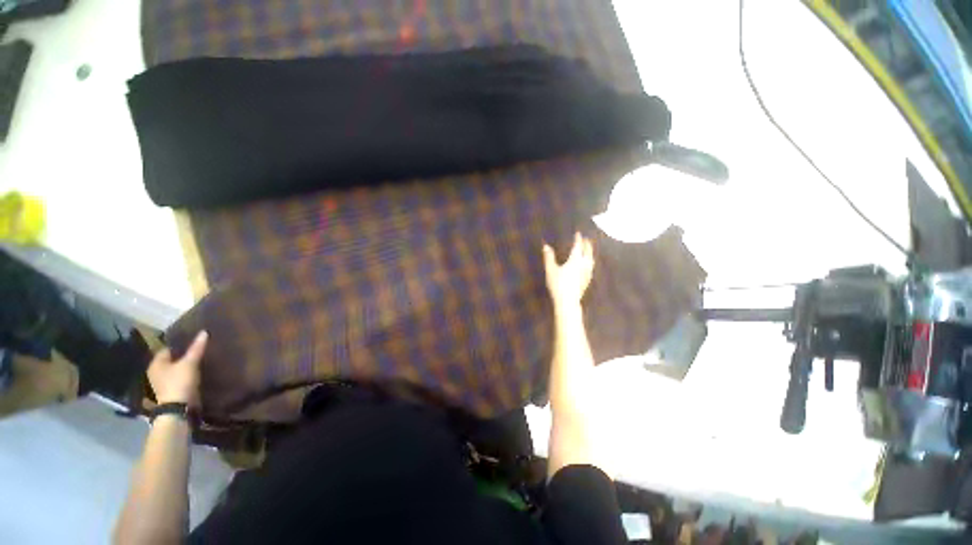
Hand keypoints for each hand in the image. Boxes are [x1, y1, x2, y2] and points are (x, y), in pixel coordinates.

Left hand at [148, 331, 207, 405]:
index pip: (168, 348)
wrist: (178, 408)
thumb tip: (203, 332)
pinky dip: (186, 374)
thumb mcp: (190, 363)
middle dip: (183, 355)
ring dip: (185, 366)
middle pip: (172, 359)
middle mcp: (156, 371)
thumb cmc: (179, 382)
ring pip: (176, 369)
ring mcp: (162, 382)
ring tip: (200, 360)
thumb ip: (196, 348)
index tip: (193, 341)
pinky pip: (179, 377)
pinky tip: (197, 372)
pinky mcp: (171, 390)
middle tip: (198, 350)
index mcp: (156, 363)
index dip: (180, 344)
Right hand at [542, 232, 594, 309]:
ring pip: (591, 260)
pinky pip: (590, 268)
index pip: (578, 247)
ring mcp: (587, 273)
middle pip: (587, 252)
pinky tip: (588, 266)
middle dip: (587, 245)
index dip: (578, 239)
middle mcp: (583, 265)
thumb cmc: (558, 284)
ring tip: (589, 250)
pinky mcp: (587, 281)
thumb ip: (549, 257)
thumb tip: (546, 246)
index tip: (578, 234)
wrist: (568, 301)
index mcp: (575, 260)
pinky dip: (590, 262)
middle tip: (586, 239)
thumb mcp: (551, 270)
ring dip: (590, 253)